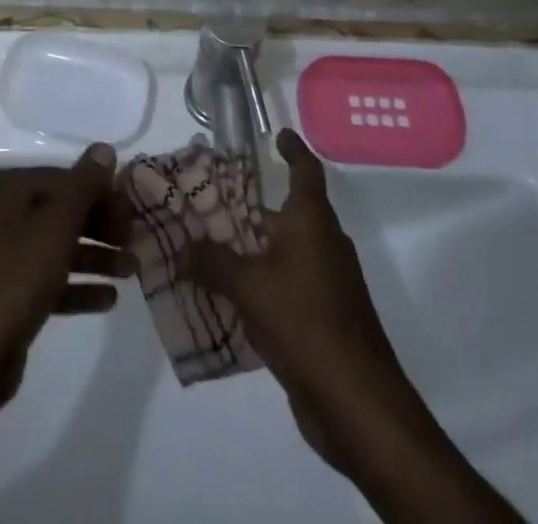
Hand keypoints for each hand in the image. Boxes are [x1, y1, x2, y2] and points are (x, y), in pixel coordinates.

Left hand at [0, 143, 130, 412]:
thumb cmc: (18, 276)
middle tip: (135, 240)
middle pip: (61, 211)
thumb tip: (104, 147)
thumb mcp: (58, 224)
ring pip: (57, 245)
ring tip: (132, 270)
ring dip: (95, 256)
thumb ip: (84, 184)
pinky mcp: (7, 292)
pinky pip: (48, 278)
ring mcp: (2, 254)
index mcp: (7, 188)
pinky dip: (77, 285)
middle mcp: (1, 213)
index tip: (132, 211)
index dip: (100, 192)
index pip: (64, 178)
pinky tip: (109, 298)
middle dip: (100, 225)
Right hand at [188, 130, 417, 470]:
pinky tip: (231, 296)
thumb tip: (180, 247)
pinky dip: (264, 281)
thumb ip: (211, 262)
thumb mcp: (247, 287)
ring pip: (287, 251)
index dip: (293, 149)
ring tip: (211, 246)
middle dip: (253, 206)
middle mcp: (325, 243)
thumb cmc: (304, 322)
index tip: (277, 135)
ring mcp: (330, 283)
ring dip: (255, 247)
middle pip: (290, 212)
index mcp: (312, 221)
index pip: (306, 170)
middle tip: (213, 200)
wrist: (358, 402)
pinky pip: (289, 284)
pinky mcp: (327, 318)